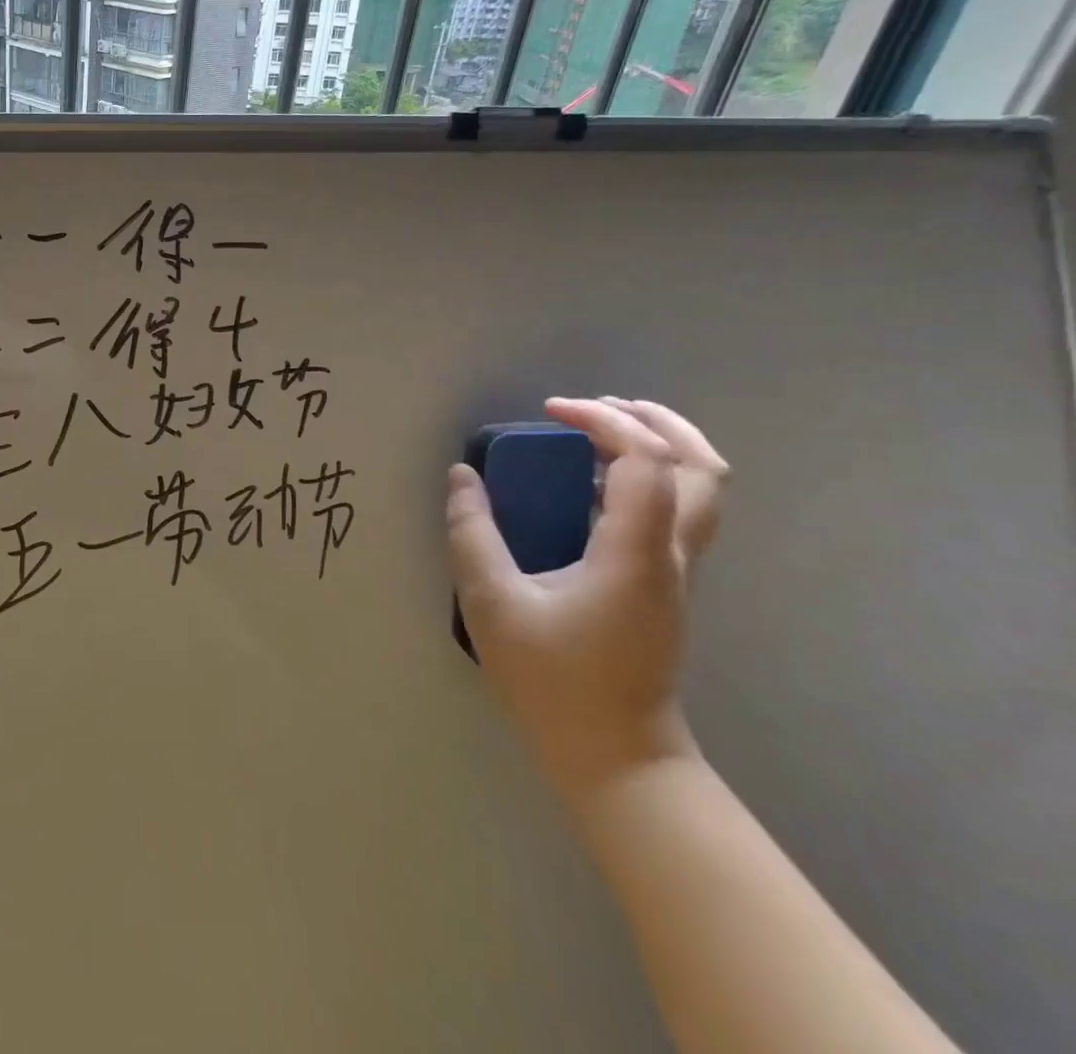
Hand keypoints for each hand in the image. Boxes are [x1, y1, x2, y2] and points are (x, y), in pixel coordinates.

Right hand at [445, 398, 729, 804]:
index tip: (549, 412)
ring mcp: (675, 572)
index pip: (645, 461)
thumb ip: (472, 532)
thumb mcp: (493, 603)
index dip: (604, 421)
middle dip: (655, 421)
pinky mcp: (665, 586)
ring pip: (700, 489)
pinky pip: (675, 511)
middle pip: (703, 467)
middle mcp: (670, 555)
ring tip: (596, 433)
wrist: (617, 758)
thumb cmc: (553, 680)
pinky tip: (591, 486)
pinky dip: (645, 477)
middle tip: (594, 408)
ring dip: (658, 445)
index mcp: (635, 553)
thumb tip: (463, 476)